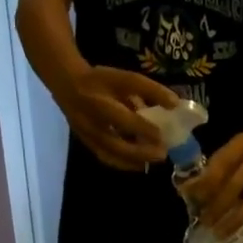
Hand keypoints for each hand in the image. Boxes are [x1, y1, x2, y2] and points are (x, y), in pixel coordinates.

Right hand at [55, 67, 179, 171]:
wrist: (67, 85)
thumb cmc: (101, 81)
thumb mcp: (125, 78)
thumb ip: (150, 90)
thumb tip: (175, 105)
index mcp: (101, 101)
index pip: (123, 117)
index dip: (143, 128)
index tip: (162, 135)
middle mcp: (92, 121)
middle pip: (116, 143)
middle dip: (140, 152)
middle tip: (162, 154)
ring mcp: (87, 135)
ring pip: (111, 155)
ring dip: (134, 161)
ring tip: (152, 161)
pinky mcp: (86, 143)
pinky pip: (106, 158)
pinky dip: (124, 164)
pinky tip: (139, 164)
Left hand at [186, 126, 242, 237]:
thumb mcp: (228, 147)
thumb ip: (211, 169)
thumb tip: (187, 191)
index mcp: (240, 148)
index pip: (219, 169)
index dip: (204, 185)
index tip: (190, 199)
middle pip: (234, 188)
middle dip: (216, 208)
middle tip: (203, 223)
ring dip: (234, 221)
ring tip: (219, 234)